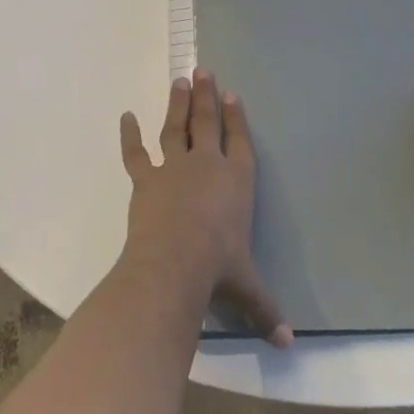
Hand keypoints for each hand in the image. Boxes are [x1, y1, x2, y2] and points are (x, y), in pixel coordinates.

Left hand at [120, 68, 291, 346]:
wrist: (175, 262)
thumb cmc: (219, 270)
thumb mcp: (247, 290)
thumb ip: (265, 310)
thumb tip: (288, 343)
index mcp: (236, 181)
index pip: (239, 141)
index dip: (236, 117)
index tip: (231, 94)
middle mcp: (207, 165)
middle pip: (207, 122)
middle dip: (206, 96)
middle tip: (203, 69)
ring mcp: (174, 167)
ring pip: (176, 127)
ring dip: (177, 103)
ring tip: (179, 80)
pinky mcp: (146, 178)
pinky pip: (135, 152)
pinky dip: (129, 135)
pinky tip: (125, 116)